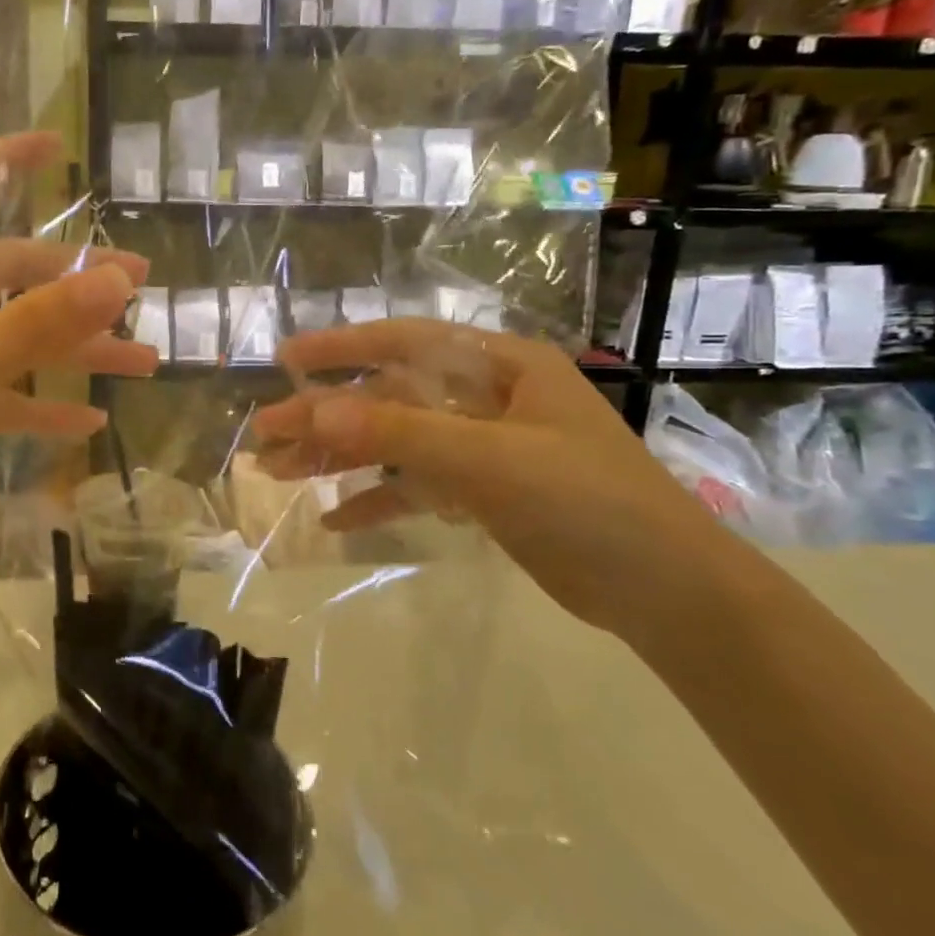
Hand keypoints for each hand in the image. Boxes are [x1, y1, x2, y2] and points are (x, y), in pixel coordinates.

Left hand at [0, 132, 155, 582]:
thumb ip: (29, 328)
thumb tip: (116, 279)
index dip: (4, 159)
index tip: (59, 145)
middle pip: (4, 275)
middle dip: (73, 282)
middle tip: (141, 287)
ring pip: (10, 340)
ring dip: (71, 350)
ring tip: (141, 361)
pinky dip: (39, 405)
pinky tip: (87, 423)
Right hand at [253, 320, 740, 643]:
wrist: (668, 593)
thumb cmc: (589, 504)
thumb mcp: (491, 461)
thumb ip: (401, 433)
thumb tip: (314, 410)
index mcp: (499, 366)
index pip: (405, 342)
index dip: (342, 348)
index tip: (286, 359)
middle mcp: (487, 398)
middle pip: (389, 398)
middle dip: (327, 417)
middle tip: (266, 436)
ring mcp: (483, 447)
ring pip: (395, 443)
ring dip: (341, 458)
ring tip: (282, 474)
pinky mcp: (483, 493)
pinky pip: (417, 487)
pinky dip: (378, 499)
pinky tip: (336, 519)